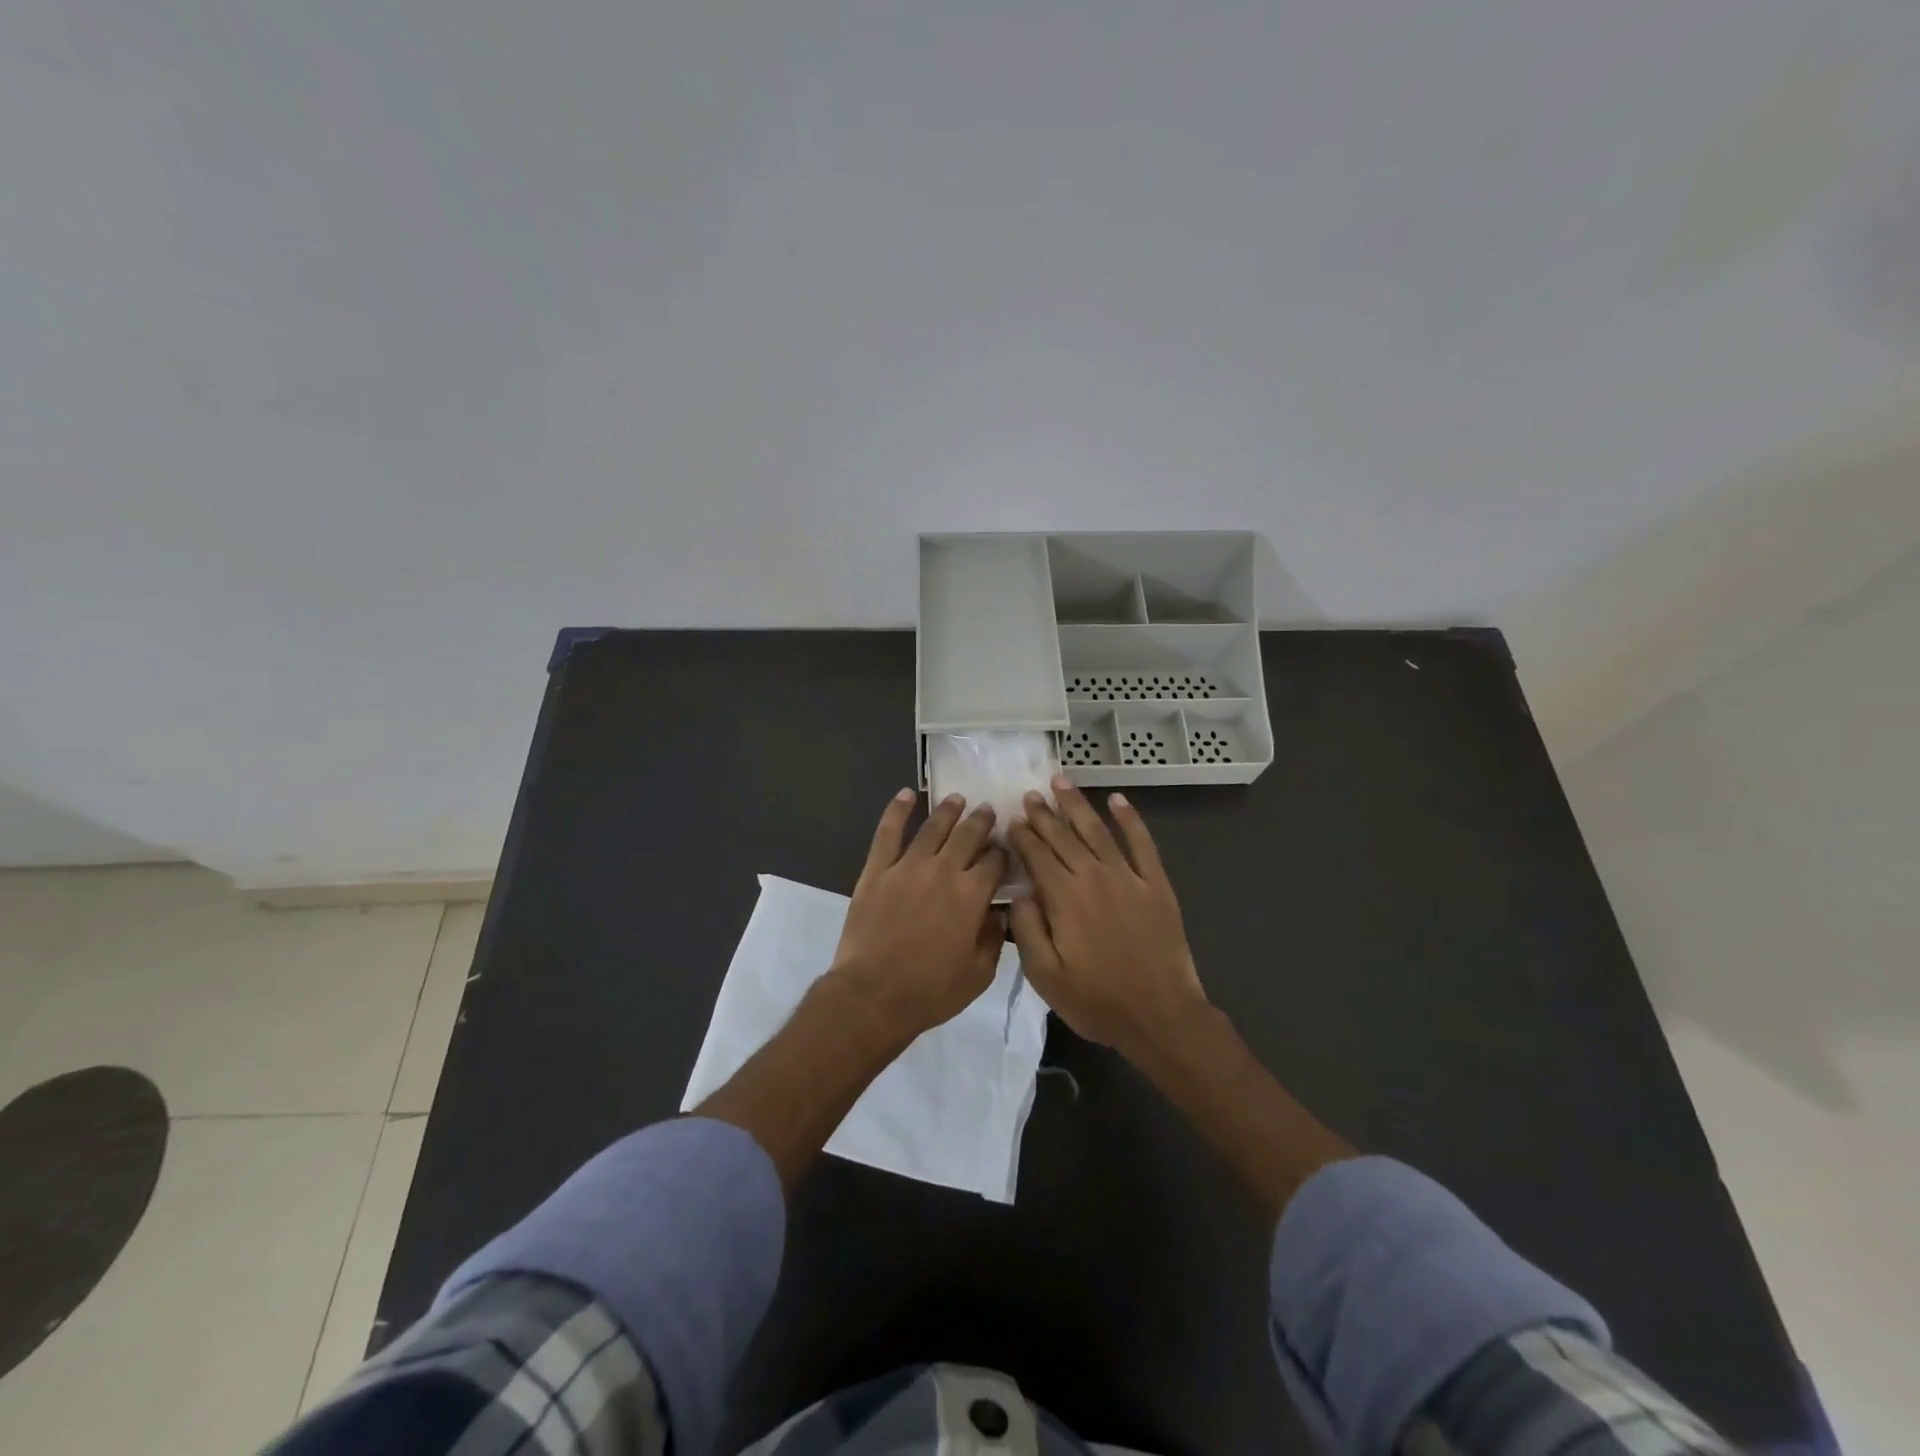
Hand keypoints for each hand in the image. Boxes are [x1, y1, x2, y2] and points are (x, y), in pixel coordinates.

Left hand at [827, 788, 1008, 1041]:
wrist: (873, 995)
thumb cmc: (930, 991)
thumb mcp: (978, 974)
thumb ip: (994, 938)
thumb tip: (999, 912)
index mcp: (971, 895)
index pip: (994, 861)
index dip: (1002, 852)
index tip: (1005, 847)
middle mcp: (943, 871)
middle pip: (968, 835)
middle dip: (981, 821)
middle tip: (987, 811)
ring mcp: (907, 866)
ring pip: (933, 828)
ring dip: (948, 810)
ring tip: (958, 799)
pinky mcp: (877, 870)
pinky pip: (888, 832)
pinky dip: (897, 810)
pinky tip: (906, 794)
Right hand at [1008, 776, 1207, 1058]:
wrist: (1160, 1015)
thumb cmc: (1097, 1000)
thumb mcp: (1045, 976)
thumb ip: (1027, 930)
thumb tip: (1018, 893)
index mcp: (1064, 898)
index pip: (1037, 856)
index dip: (1022, 835)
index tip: (1011, 818)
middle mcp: (1093, 876)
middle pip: (1063, 836)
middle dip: (1044, 814)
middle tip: (1030, 793)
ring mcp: (1128, 877)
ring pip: (1097, 830)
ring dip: (1077, 805)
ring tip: (1061, 782)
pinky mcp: (1156, 884)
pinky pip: (1142, 843)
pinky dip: (1131, 819)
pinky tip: (1118, 800)